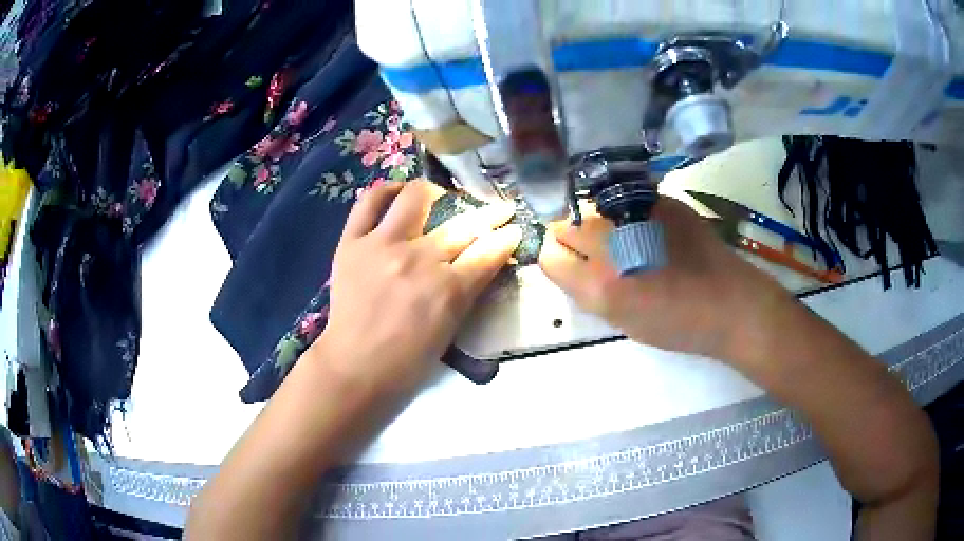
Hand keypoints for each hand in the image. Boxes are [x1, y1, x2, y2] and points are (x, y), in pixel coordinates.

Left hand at [314, 180, 521, 395]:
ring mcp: (383, 245)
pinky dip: (386, 191)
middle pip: (464, 224)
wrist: (355, 365)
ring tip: (438, 198)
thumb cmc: (407, 359)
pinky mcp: (353, 242)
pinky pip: (369, 201)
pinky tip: (397, 193)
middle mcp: (419, 259)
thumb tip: (485, 260)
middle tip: (498, 210)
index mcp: (448, 289)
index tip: (514, 229)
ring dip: (436, 193)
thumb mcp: (451, 329)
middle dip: (491, 214)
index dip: (507, 237)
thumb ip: (469, 291)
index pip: (489, 251)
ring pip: (416, 197)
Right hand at [539, 197, 793, 365]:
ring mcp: (634, 215)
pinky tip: (647, 228)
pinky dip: (625, 212)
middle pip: (563, 224)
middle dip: (571, 237)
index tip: (570, 263)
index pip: (549, 256)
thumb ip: (589, 291)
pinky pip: (623, 201)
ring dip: (597, 222)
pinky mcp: (658, 200)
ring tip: (623, 237)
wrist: (727, 302)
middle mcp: (610, 244)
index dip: (556, 259)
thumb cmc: (676, 324)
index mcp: (600, 286)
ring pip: (591, 208)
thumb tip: (573, 264)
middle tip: (595, 249)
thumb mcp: (621, 322)